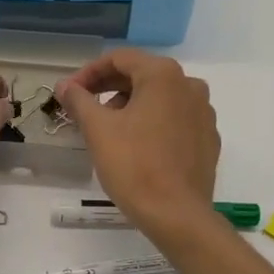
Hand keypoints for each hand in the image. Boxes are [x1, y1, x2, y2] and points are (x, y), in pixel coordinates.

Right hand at [57, 50, 218, 236]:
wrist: (177, 215)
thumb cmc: (134, 166)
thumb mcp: (98, 130)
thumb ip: (79, 100)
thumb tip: (65, 85)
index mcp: (163, 75)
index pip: (119, 59)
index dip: (89, 72)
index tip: (69, 93)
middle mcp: (189, 85)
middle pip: (141, 74)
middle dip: (109, 87)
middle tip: (83, 107)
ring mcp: (203, 112)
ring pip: (159, 96)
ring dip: (130, 104)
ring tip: (107, 127)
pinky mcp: (208, 137)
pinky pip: (175, 118)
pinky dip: (152, 121)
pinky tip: (136, 144)